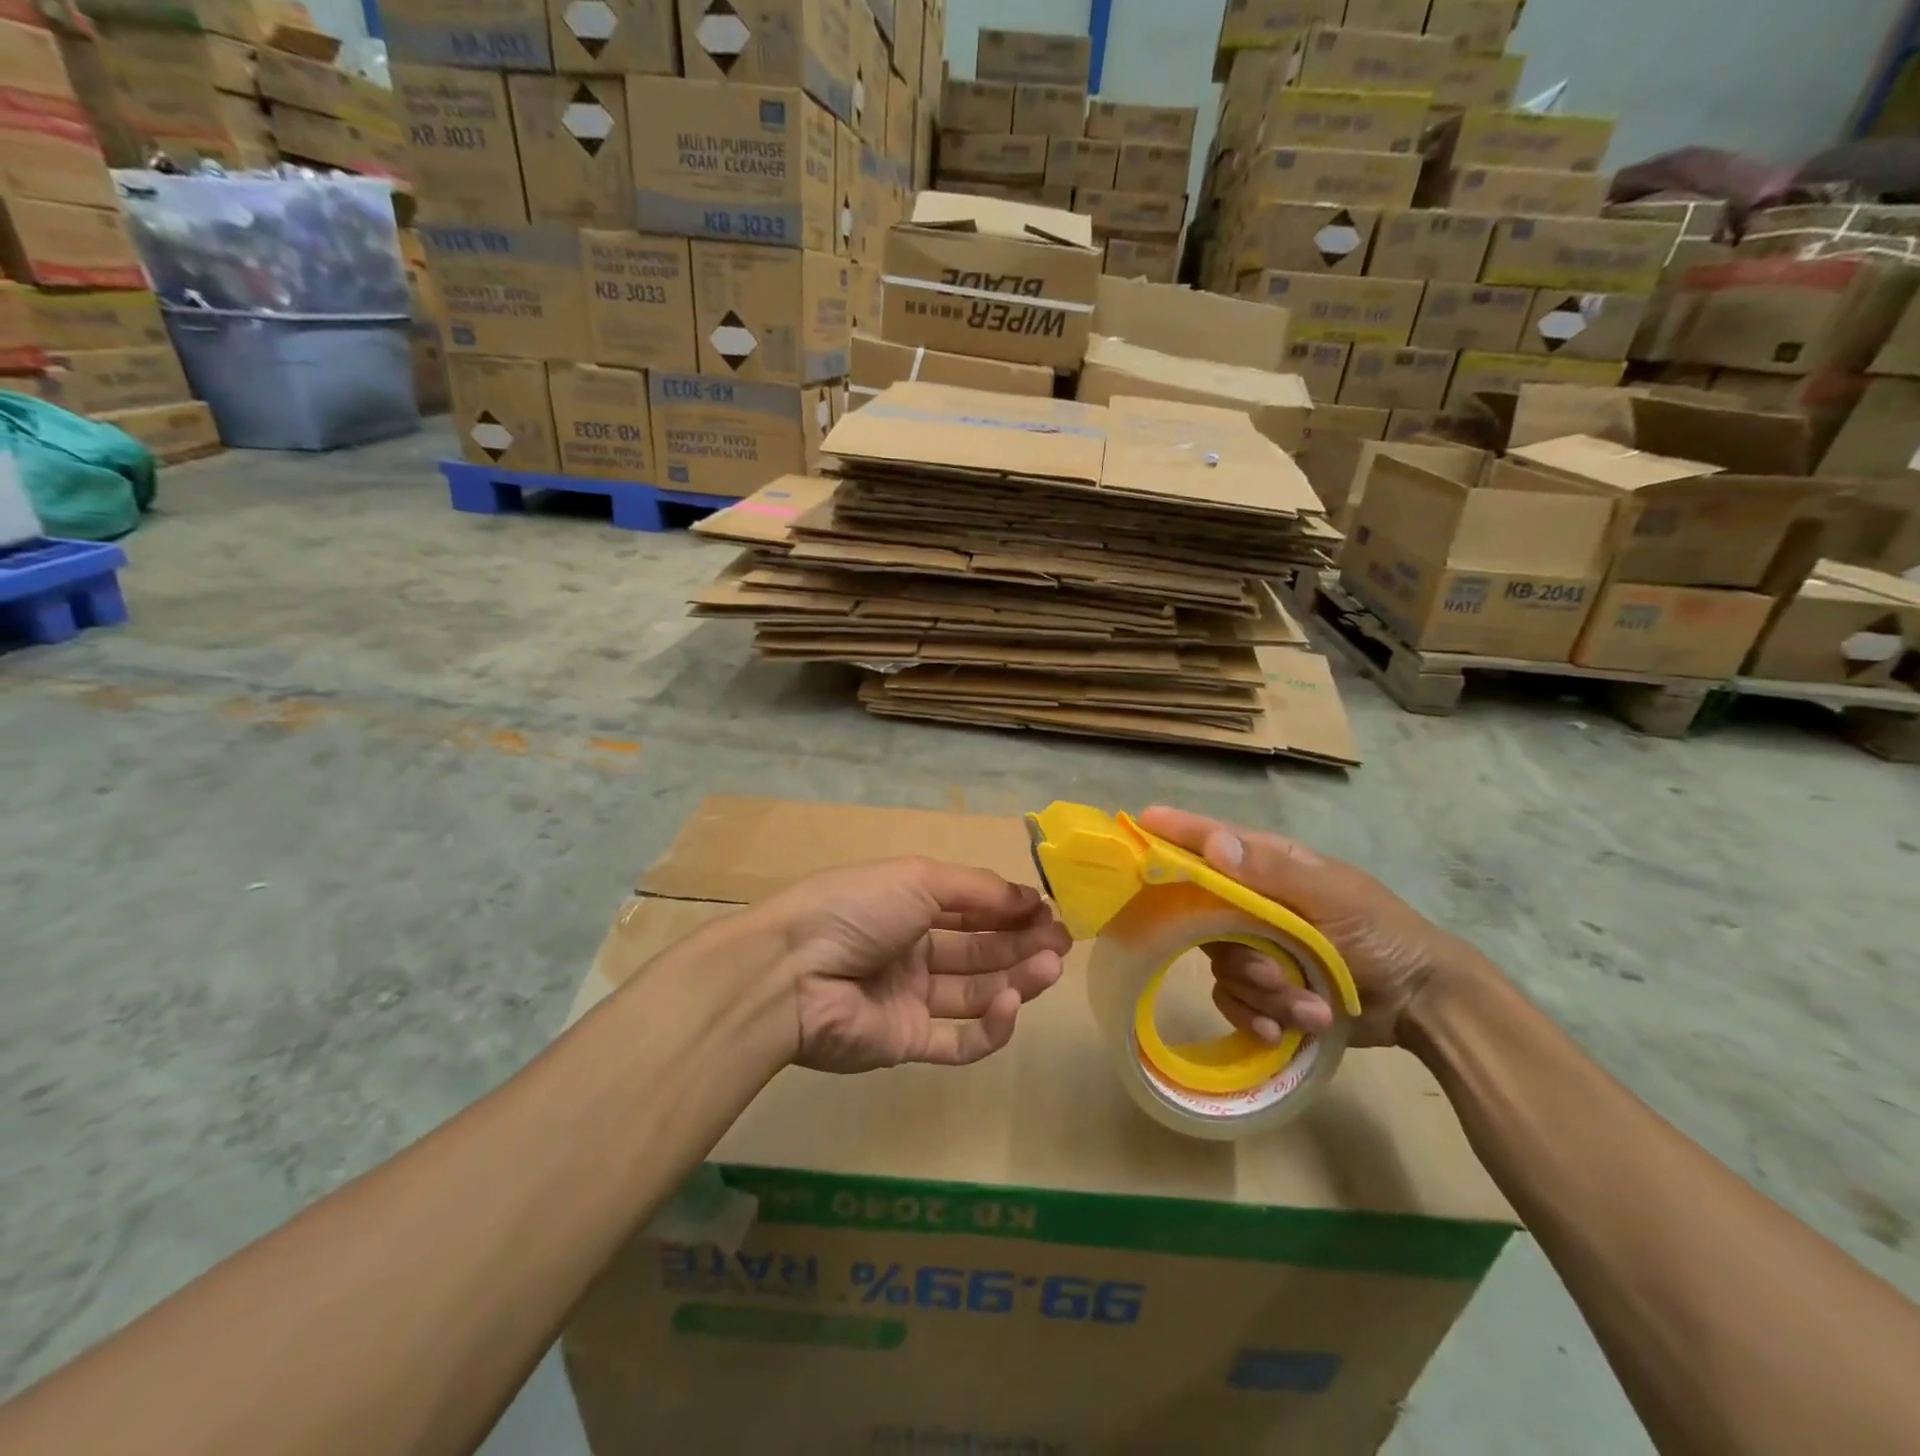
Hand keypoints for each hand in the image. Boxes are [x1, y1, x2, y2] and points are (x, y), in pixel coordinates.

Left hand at [751, 858, 1070, 1074]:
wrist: (793, 972)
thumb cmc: (858, 908)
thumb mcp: (919, 878)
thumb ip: (977, 889)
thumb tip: (1030, 896)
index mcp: (910, 906)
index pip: (972, 908)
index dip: (1011, 909)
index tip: (1049, 910)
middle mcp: (912, 950)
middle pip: (979, 950)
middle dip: (1022, 943)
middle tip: (1063, 942)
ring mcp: (910, 999)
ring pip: (975, 993)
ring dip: (1016, 979)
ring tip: (1051, 967)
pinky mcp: (906, 1043)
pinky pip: (956, 1040)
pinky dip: (989, 1027)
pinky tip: (1011, 1005)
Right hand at [1136, 807, 1479, 1048]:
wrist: (1422, 1003)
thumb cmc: (1380, 934)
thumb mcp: (1332, 897)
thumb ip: (1271, 872)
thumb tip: (1211, 845)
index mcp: (1269, 867)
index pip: (1212, 841)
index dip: (1176, 832)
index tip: (1140, 822)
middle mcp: (1253, 903)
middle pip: (1203, 916)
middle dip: (1238, 952)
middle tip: (1271, 971)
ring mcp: (1256, 946)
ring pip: (1220, 966)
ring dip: (1263, 992)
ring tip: (1308, 1005)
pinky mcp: (1263, 989)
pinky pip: (1233, 1001)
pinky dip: (1259, 1017)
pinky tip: (1291, 1027)